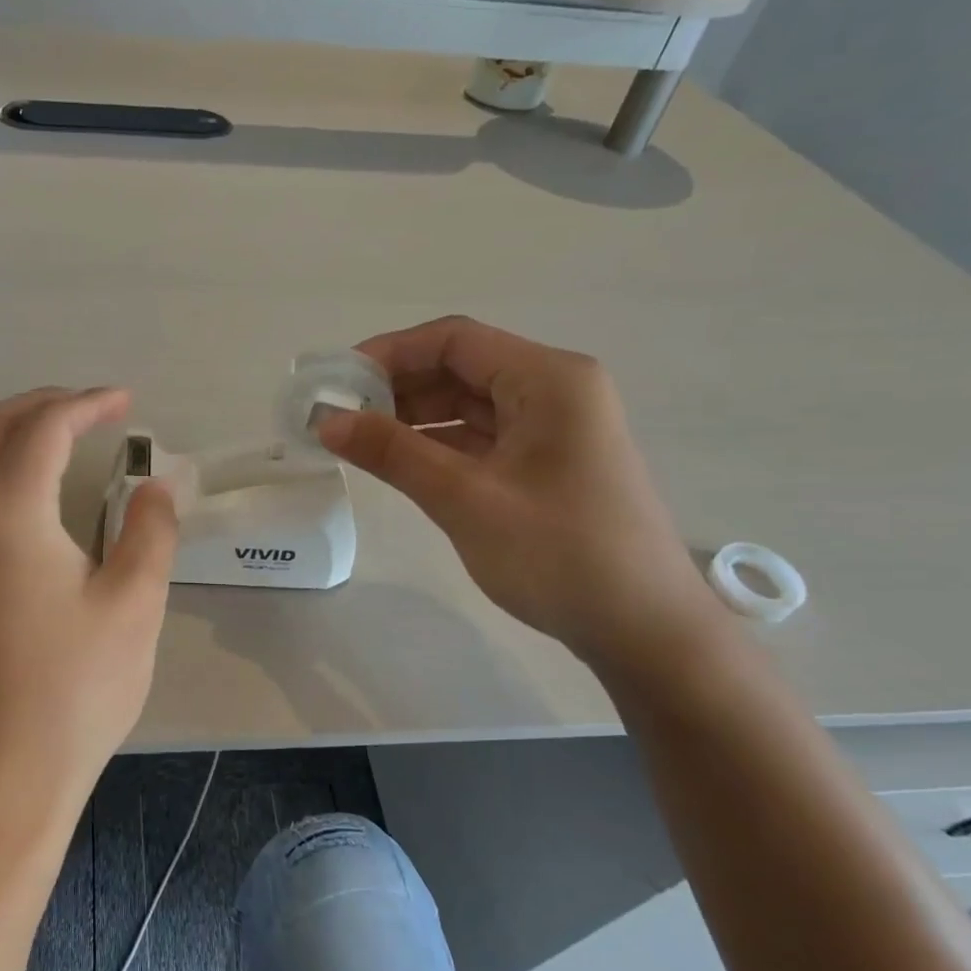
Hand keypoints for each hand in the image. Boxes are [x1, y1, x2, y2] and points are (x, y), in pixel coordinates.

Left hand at [0, 387, 177, 812]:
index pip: (45, 428)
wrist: (4, 772)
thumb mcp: (134, 603)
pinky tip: (24, 492)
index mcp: (8, 511)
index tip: (127, 402)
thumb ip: (150, 531)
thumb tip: (154, 487)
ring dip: (5, 429)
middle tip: (92, 410)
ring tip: (55, 436)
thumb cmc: (76, 687)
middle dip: (41, 404)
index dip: (88, 405)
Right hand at [318, 317, 720, 669]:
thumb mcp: (466, 499)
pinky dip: (436, 446)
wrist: (644, 630)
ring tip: (355, 441)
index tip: (337, 383)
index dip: (389, 353)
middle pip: (460, 368)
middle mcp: (554, 391)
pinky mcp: (545, 464)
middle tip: (337, 417)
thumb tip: (326, 420)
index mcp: (548, 379)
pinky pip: (480, 438)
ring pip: (467, 405)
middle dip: (396, 388)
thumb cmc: (559, 555)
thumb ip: (393, 453)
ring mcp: (552, 429)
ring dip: (412, 419)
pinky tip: (397, 463)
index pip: (454, 340)